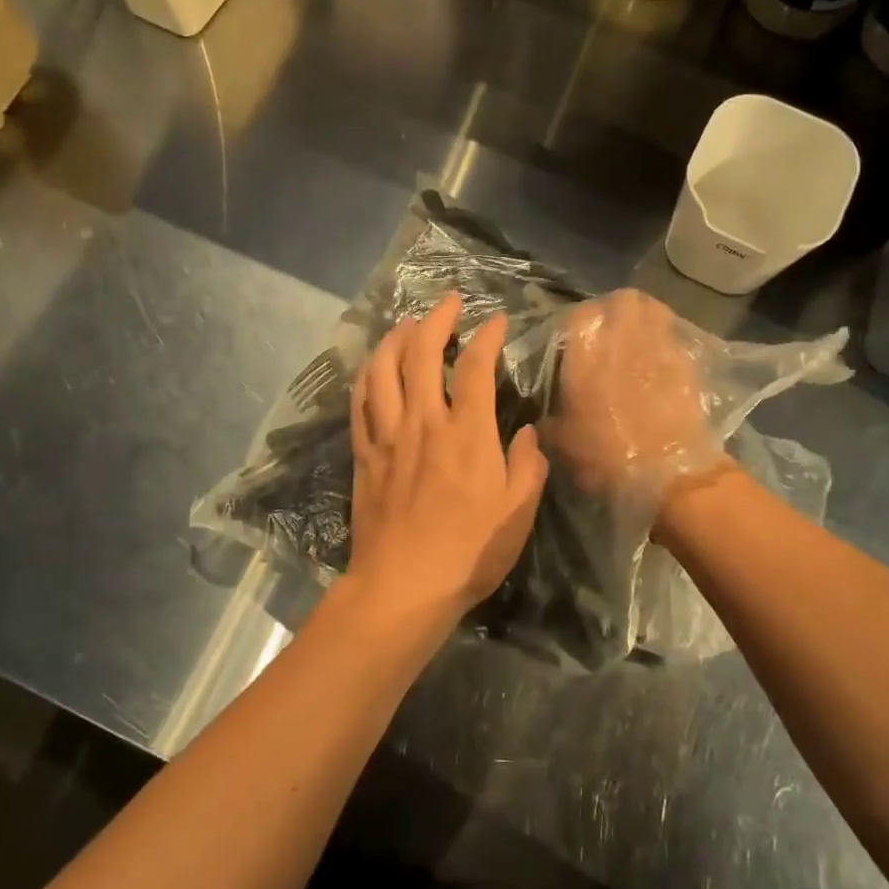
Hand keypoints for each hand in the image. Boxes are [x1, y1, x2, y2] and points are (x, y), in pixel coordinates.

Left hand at [347, 293, 548, 628]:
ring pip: (383, 368)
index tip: (496, 322)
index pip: (476, 366)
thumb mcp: (518, 512)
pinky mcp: (364, 453)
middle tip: (449, 302)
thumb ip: (528, 464)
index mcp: (467, 433)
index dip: (487, 336)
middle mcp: (424, 421)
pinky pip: (360, 401)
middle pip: (422, 353)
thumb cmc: (469, 551)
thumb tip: (527, 432)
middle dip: (437, 319)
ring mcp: (388, 435)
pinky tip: (374, 367)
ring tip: (408, 325)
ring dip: (395, 338)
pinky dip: (368, 375)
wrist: (403, 586)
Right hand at [552, 289, 726, 506]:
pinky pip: (674, 337)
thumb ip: (547, 418)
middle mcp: (623, 338)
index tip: (570, 341)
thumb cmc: (605, 456)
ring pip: (654, 310)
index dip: (573, 324)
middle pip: (622, 300)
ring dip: (643, 318)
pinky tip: (657, 362)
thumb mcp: (560, 441)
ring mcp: (660, 346)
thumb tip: (540, 414)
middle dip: (614, 310)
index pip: (577, 315)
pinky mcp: (687, 363)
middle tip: (607, 331)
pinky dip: (665, 341)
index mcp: (586, 352)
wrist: (669, 475)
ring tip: (636, 338)